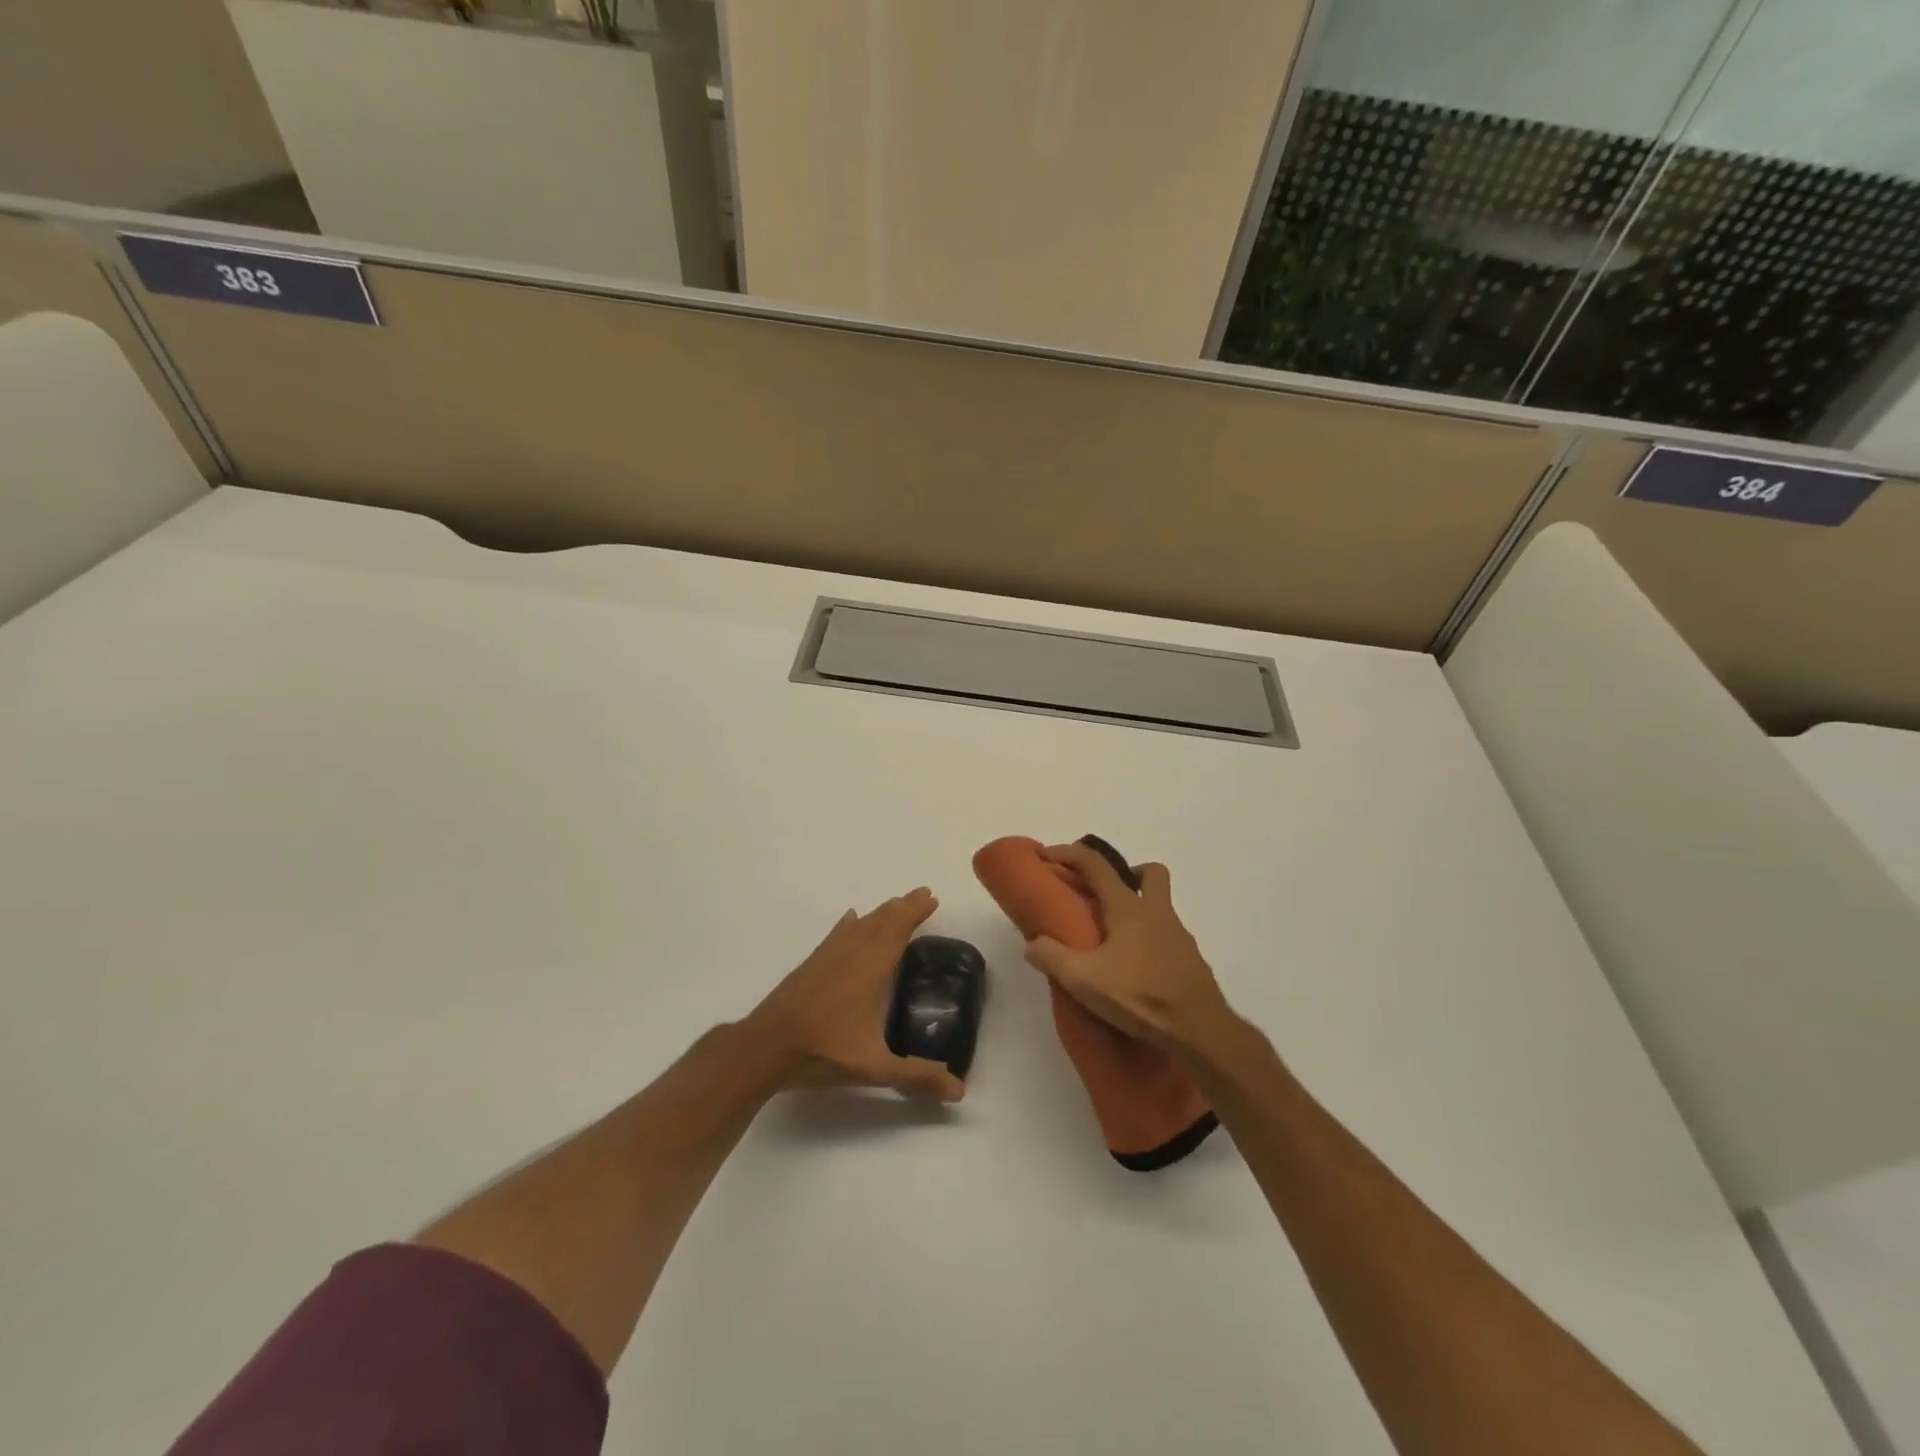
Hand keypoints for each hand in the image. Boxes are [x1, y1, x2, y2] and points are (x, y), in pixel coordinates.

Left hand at [744, 888, 965, 1102]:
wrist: (766, 1047)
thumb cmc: (823, 1052)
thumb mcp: (874, 1068)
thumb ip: (916, 1076)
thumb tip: (959, 1091)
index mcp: (871, 968)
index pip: (898, 929)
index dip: (915, 912)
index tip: (932, 898)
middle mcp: (852, 953)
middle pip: (881, 920)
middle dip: (903, 907)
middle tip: (922, 895)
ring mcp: (828, 956)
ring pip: (860, 924)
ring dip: (880, 912)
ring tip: (896, 906)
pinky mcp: (811, 964)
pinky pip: (837, 934)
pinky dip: (850, 924)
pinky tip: (850, 919)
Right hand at [1023, 844, 1235, 1055]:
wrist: (1200, 1030)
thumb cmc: (1141, 996)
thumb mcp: (1084, 980)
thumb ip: (1052, 957)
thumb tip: (1032, 943)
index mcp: (1129, 908)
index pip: (1096, 864)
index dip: (1069, 854)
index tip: (1047, 856)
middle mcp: (1157, 912)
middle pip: (1149, 873)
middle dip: (1126, 873)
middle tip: (1102, 896)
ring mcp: (1178, 935)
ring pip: (1160, 905)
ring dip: (1138, 910)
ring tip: (1112, 941)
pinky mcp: (1190, 960)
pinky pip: (1167, 936)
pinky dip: (1149, 940)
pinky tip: (1134, 969)